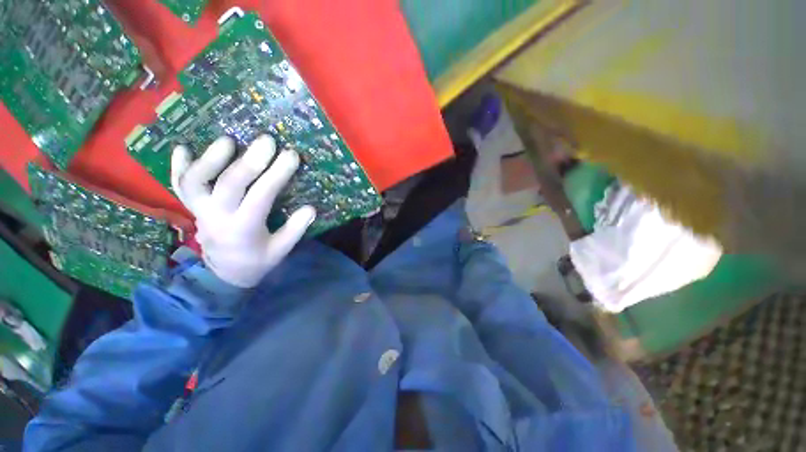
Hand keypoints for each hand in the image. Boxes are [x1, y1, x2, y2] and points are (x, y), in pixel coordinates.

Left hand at [171, 135, 315, 287]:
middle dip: (249, 161)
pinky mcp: (191, 208)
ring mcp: (199, 211)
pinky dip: (178, 166)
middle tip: (267, 140)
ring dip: (210, 158)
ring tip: (229, 140)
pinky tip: (182, 147)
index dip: (276, 174)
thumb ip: (295, 230)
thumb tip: (310, 208)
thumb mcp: (281, 250)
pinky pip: (178, 186)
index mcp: (244, 229)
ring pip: (196, 181)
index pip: (260, 197)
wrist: (225, 273)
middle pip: (229, 185)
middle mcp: (217, 218)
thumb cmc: (258, 261)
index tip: (291, 155)